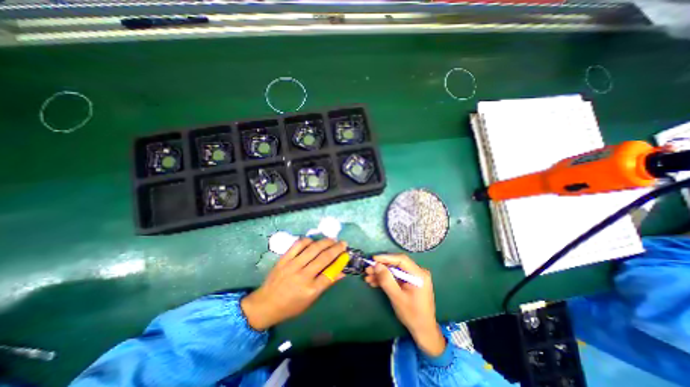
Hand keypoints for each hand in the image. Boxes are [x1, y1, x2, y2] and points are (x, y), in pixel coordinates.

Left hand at [242, 238, 350, 328]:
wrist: (265, 304)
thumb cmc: (291, 306)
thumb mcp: (311, 300)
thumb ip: (326, 284)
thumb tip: (341, 272)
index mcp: (311, 290)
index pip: (330, 272)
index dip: (340, 261)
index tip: (346, 254)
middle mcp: (303, 276)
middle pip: (324, 258)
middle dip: (336, 248)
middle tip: (343, 243)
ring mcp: (292, 266)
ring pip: (313, 249)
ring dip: (325, 242)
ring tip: (332, 239)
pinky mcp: (284, 259)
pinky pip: (298, 245)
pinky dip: (308, 241)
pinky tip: (313, 241)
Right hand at [363, 253, 443, 356]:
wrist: (423, 331)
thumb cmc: (412, 315)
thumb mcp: (397, 297)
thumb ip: (386, 280)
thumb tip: (376, 265)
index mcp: (419, 274)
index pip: (401, 260)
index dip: (386, 258)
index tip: (373, 259)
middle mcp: (417, 272)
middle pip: (396, 264)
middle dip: (381, 267)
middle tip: (368, 270)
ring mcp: (413, 277)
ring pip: (394, 271)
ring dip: (381, 274)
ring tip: (368, 277)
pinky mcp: (409, 282)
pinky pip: (396, 277)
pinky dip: (386, 279)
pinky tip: (374, 282)